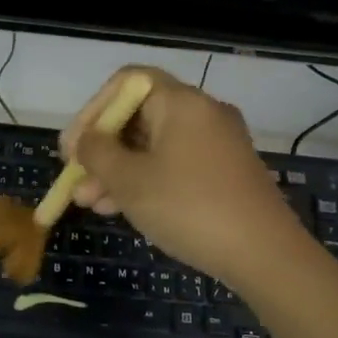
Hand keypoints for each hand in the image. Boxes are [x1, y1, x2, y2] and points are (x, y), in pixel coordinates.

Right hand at [61, 67, 308, 287]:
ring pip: (154, 145)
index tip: (72, 148)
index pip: (126, 82)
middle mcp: (202, 113)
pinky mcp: (225, 172)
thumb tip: (85, 141)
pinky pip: (174, 164)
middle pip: (138, 116)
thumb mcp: (130, 181)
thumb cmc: (189, 207)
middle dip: (102, 149)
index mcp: (181, 102)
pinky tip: (122, 209)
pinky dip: (146, 180)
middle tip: (76, 180)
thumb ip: (97, 153)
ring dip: (119, 170)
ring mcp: (217, 143)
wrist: (265, 254)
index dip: (92, 111)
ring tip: (91, 204)